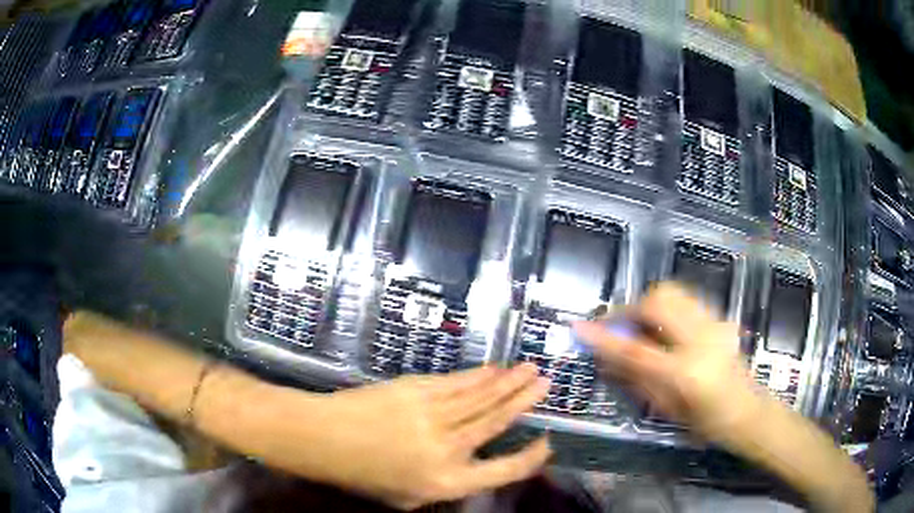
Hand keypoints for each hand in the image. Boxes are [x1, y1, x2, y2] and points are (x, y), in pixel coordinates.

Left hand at [289, 364, 551, 509]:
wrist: (324, 439)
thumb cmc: (363, 475)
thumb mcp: (408, 498)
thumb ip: (445, 487)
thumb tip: (471, 468)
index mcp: (448, 483)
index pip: (503, 471)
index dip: (530, 458)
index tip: (546, 443)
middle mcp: (448, 449)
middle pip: (497, 423)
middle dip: (524, 402)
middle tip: (547, 385)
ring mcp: (434, 416)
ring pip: (481, 397)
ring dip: (508, 383)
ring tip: (530, 370)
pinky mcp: (417, 390)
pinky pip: (456, 383)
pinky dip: (477, 376)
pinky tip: (492, 370)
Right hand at [574, 283, 760, 439]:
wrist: (747, 410)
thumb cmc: (706, 422)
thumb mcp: (667, 409)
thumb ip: (635, 379)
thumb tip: (605, 358)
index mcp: (685, 373)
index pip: (635, 348)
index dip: (604, 336)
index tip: (579, 327)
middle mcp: (701, 339)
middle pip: (657, 301)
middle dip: (629, 309)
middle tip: (615, 326)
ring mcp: (714, 322)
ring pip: (671, 292)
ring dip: (646, 304)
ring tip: (637, 326)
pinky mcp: (719, 316)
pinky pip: (683, 299)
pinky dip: (664, 307)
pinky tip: (661, 327)